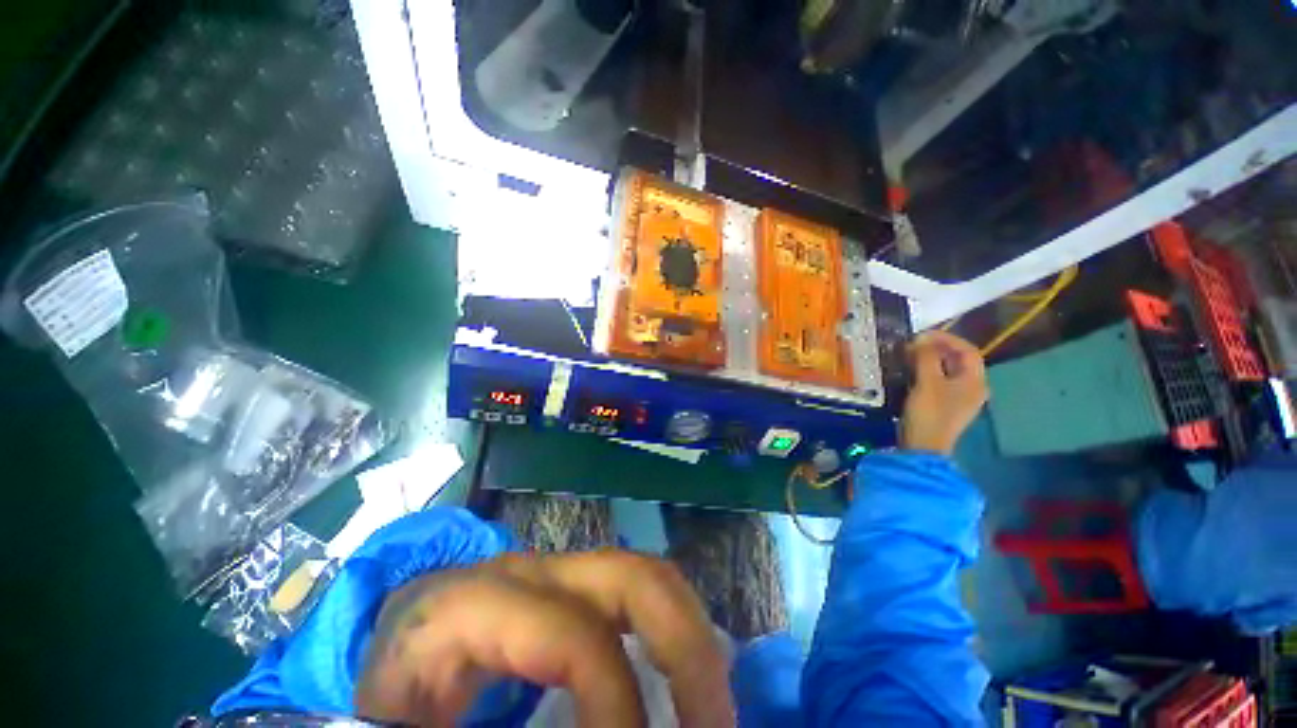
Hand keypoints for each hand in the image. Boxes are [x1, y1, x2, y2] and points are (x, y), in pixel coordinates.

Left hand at [355, 550, 734, 727]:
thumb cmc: (397, 690)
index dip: (615, 707)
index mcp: (480, 605)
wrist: (395, 642)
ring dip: (689, 638)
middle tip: (716, 724)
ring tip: (712, 707)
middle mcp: (532, 573)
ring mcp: (560, 571)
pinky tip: (680, 681)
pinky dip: (671, 633)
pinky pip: (638, 595)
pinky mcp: (575, 584)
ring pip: (647, 576)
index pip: (572, 639)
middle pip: (632, 578)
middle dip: (685, 648)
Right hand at [900, 331, 988, 454]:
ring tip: (908, 355)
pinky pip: (938, 381)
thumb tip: (921, 339)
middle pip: (958, 360)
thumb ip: (926, 357)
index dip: (947, 339)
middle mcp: (972, 387)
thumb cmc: (929, 413)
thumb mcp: (927, 382)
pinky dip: (926, 371)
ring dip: (929, 360)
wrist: (923, 447)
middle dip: (936, 349)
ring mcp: (958, 398)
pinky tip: (910, 372)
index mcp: (975, 381)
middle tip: (912, 344)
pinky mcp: (944, 405)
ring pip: (947, 370)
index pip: (967, 350)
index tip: (922, 335)